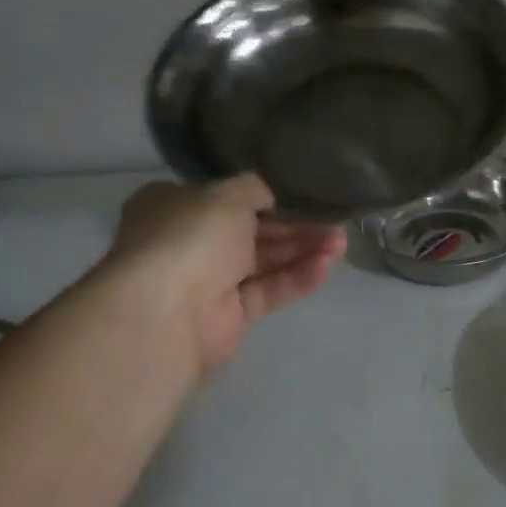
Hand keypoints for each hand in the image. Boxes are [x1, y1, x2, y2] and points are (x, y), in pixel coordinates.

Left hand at [105, 175, 344, 372]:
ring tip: (340, 243)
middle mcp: (188, 243)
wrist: (165, 313)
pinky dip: (295, 278)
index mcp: (173, 207)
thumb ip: (252, 189)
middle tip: (334, 224)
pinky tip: (325, 266)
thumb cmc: (189, 238)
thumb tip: (266, 197)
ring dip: (302, 251)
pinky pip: (267, 291)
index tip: (296, 198)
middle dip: (294, 228)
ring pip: (264, 262)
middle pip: (251, 232)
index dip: (261, 199)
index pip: (223, 200)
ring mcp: (208, 283)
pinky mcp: (229, 317)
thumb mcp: (226, 195)